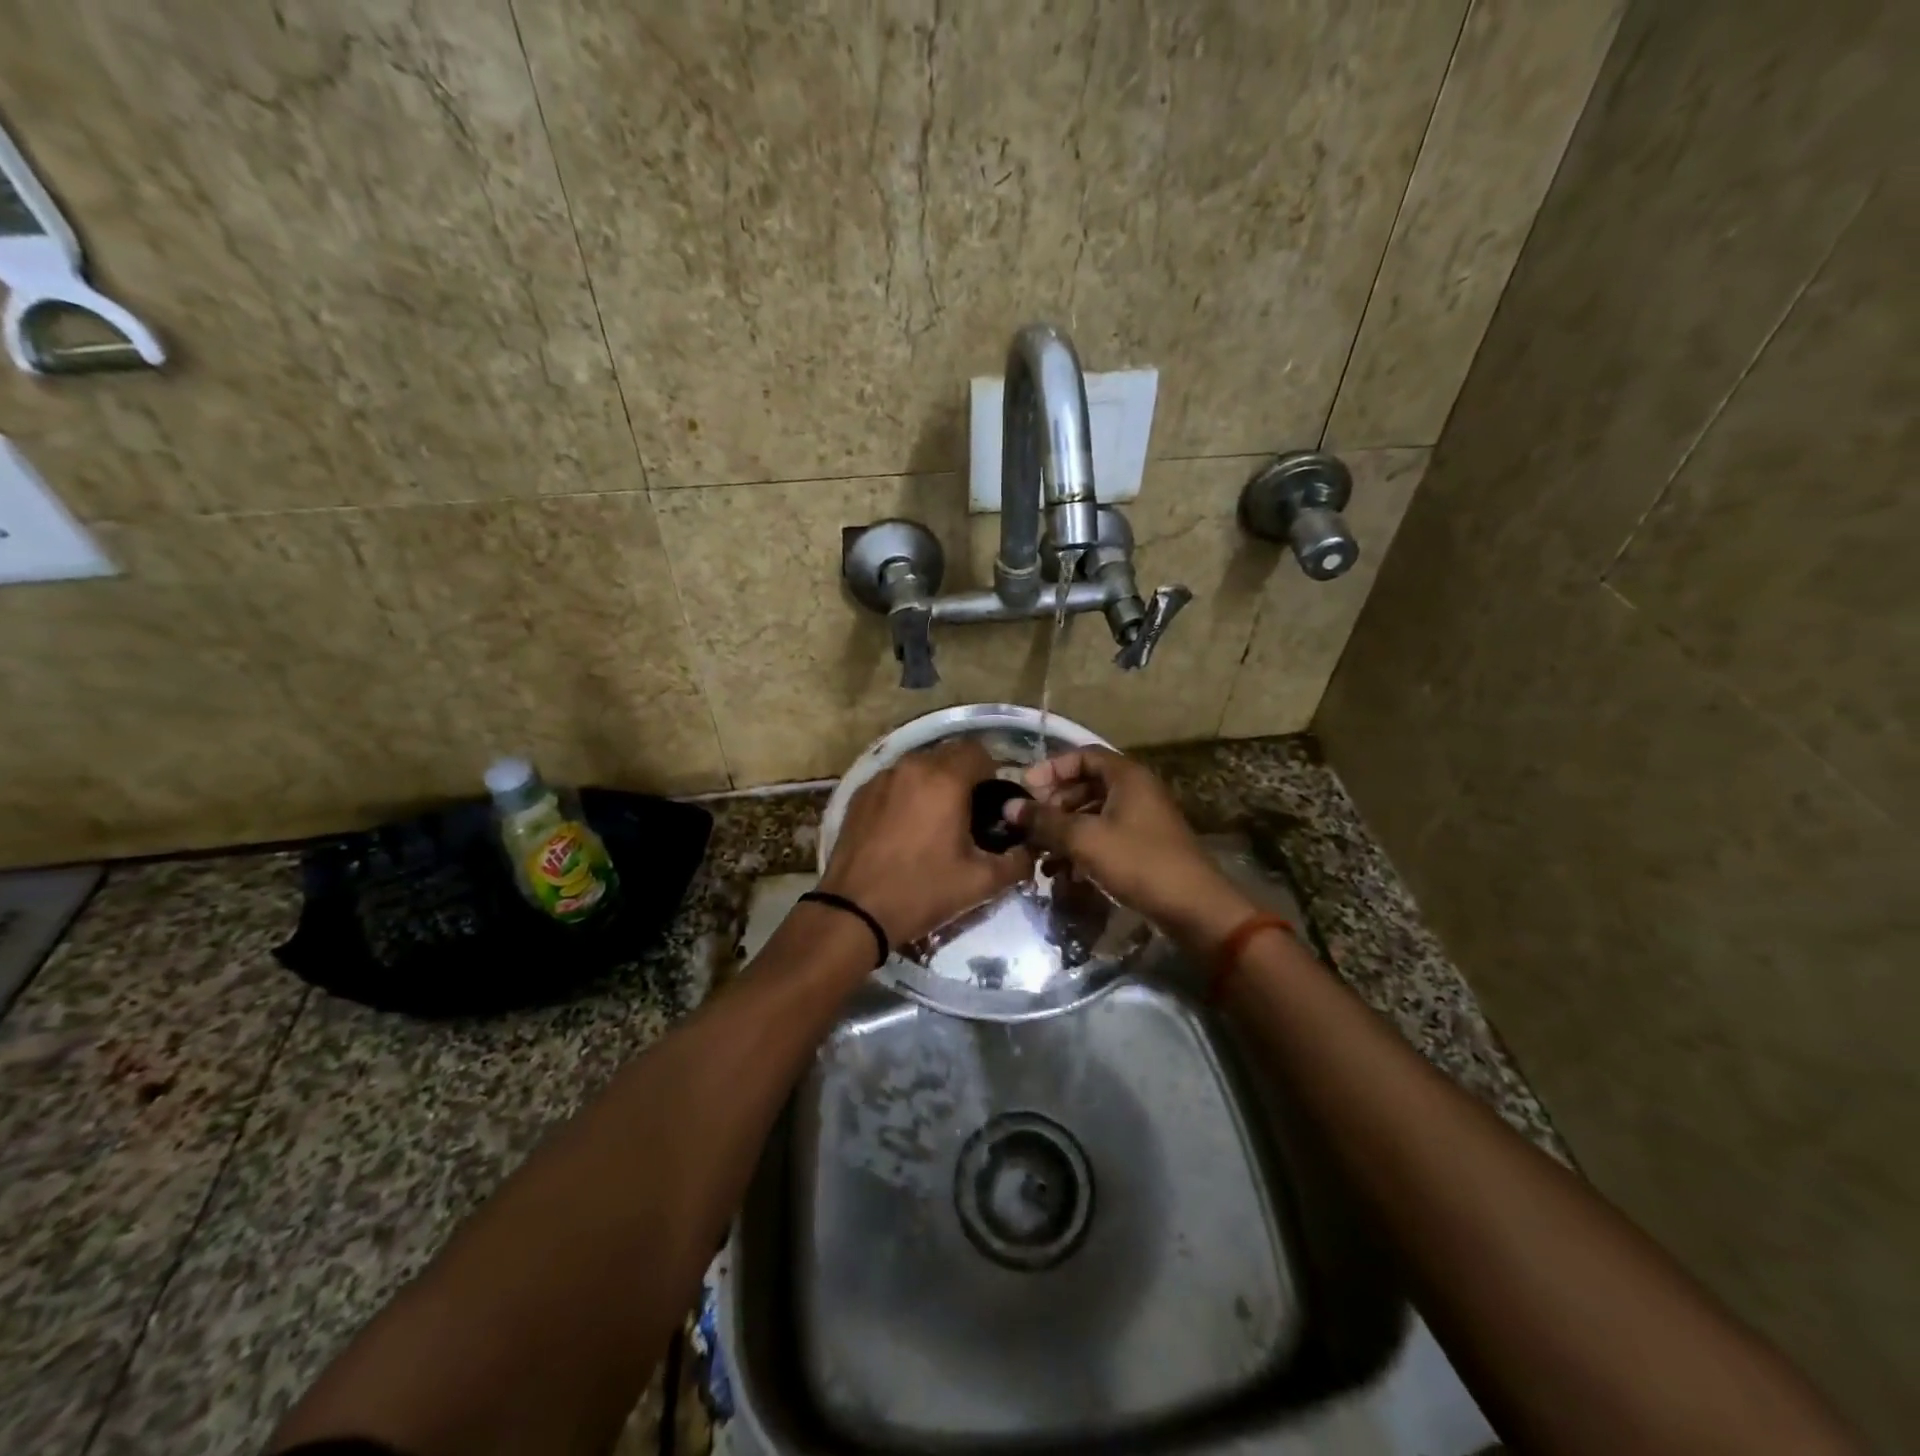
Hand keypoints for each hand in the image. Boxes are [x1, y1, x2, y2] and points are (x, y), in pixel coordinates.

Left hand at [820, 739, 1033, 946]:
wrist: (855, 910)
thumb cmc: (922, 891)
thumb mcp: (981, 883)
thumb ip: (1017, 861)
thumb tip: (1029, 850)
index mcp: (945, 779)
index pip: (979, 751)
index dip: (991, 774)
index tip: (991, 805)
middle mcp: (912, 766)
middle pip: (948, 755)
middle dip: (963, 777)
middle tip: (967, 815)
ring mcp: (882, 778)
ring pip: (919, 767)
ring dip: (933, 784)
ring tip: (934, 822)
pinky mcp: (860, 793)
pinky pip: (894, 782)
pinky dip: (906, 794)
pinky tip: (904, 828)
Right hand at [1007, 748, 1254, 951]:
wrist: (1194, 908)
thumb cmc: (1138, 862)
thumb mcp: (1084, 839)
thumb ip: (1044, 821)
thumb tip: (1008, 807)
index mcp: (1127, 777)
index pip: (1082, 756)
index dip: (1051, 768)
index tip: (1025, 788)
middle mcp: (1136, 791)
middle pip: (1086, 785)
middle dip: (1054, 803)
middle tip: (1030, 824)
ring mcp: (1142, 820)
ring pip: (1093, 814)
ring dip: (1064, 830)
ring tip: (1040, 854)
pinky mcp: (1143, 847)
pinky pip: (1105, 837)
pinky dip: (1082, 848)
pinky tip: (1062, 873)